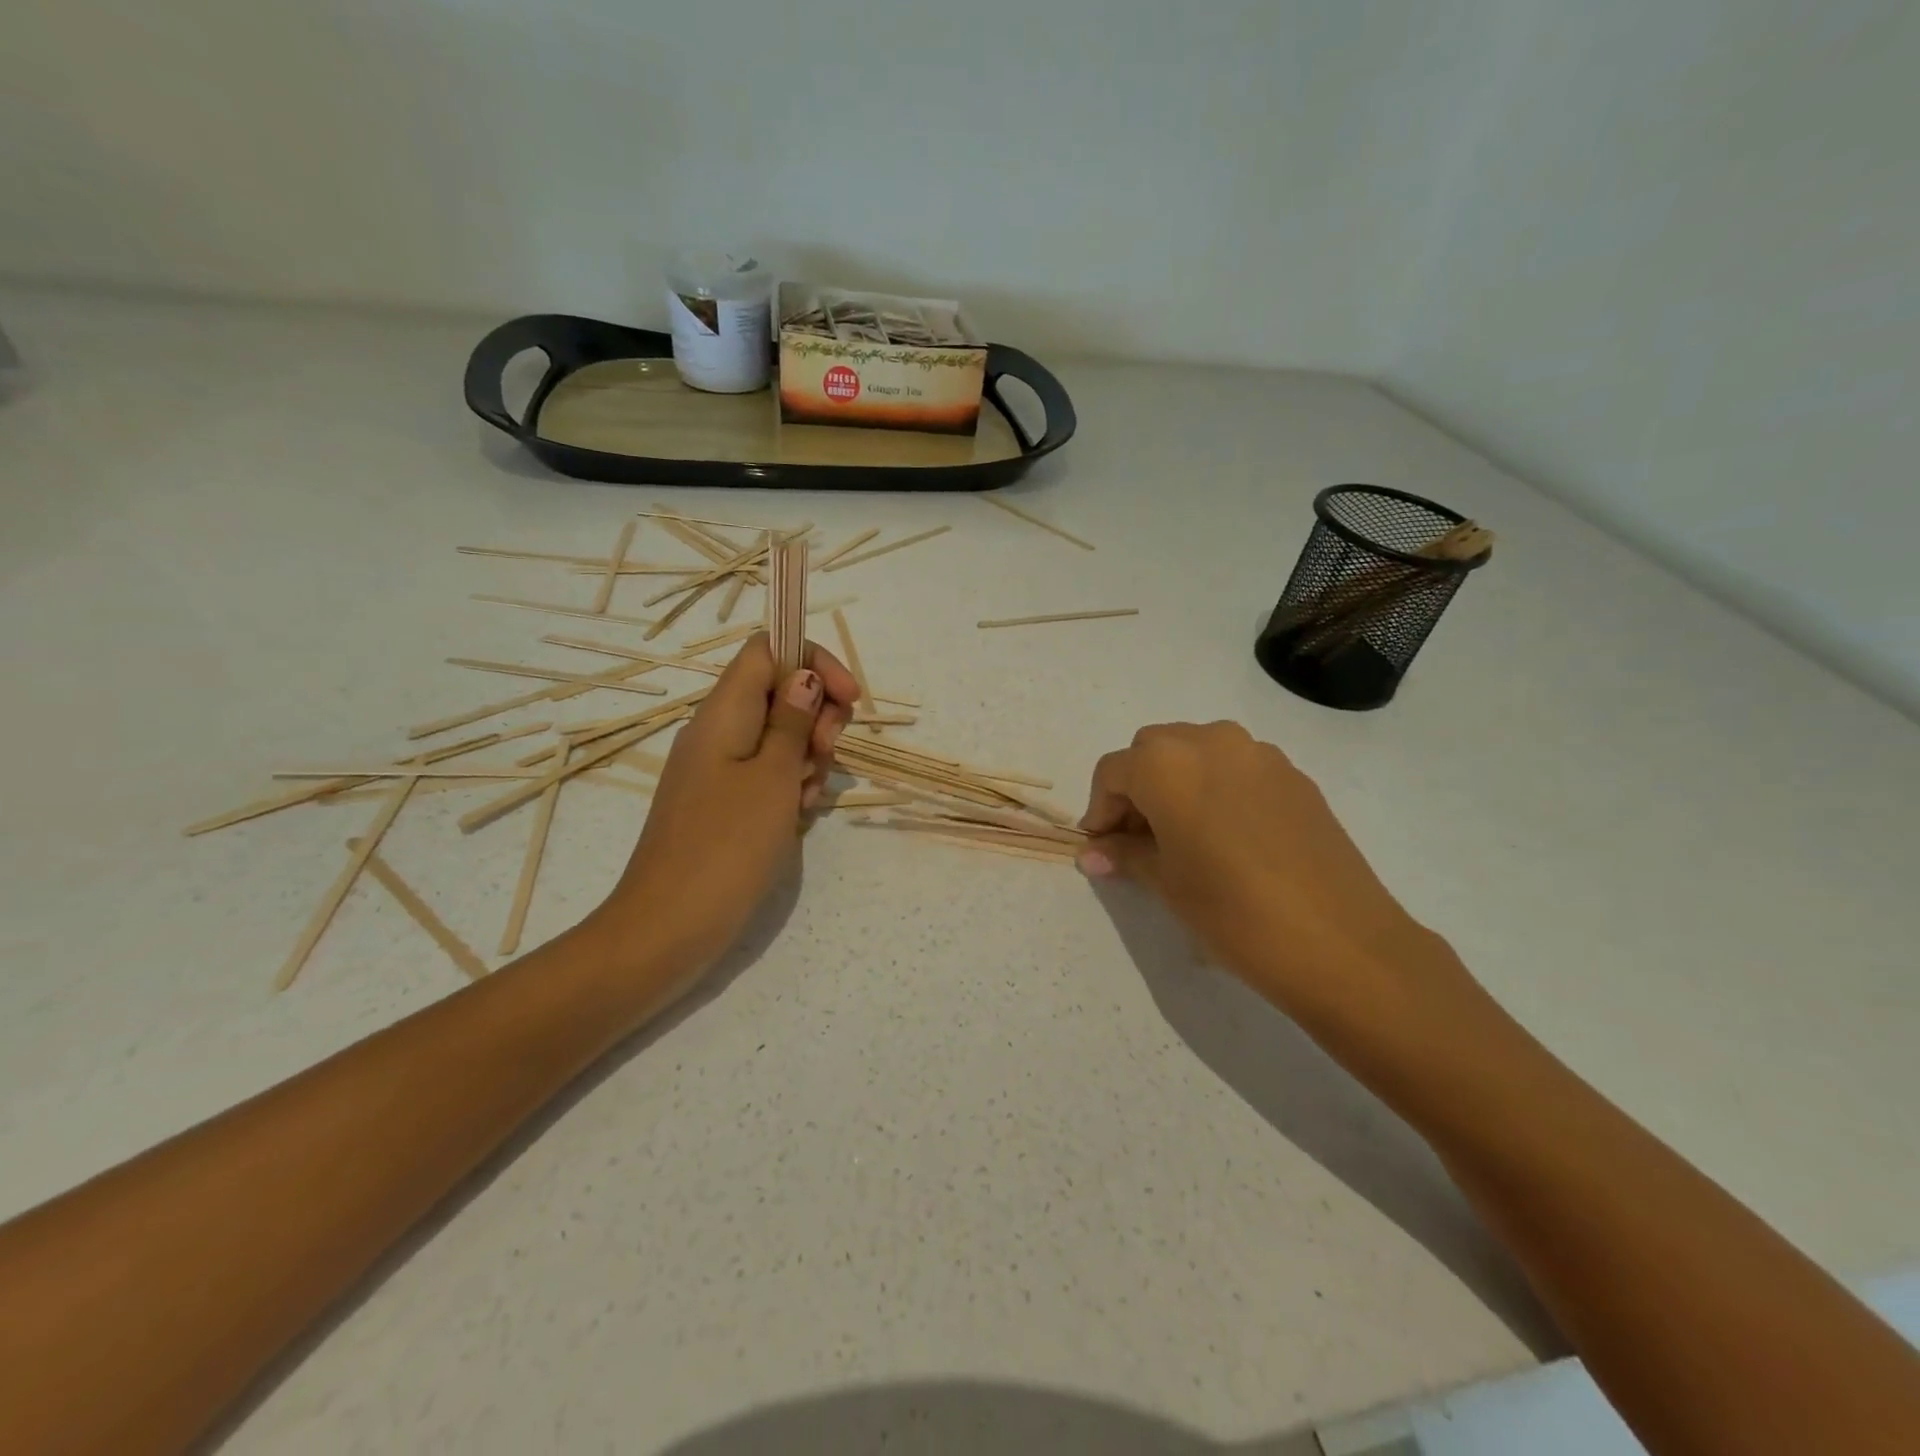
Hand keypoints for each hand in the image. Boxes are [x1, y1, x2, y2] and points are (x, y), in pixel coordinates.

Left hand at [597, 634, 858, 971]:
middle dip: (817, 715)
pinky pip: (765, 774)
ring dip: (807, 756)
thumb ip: (793, 722)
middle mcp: (717, 731)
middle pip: (779, 692)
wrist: (670, 927)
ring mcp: (718, 769)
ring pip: (778, 736)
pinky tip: (798, 815)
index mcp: (723, 712)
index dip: (813, 661)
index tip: (849, 698)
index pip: (768, 650)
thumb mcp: (773, 778)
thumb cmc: (727, 846)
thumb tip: (804, 678)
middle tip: (825, 754)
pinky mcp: (723, 802)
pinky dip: (789, 785)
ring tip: (807, 797)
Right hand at [1078, 721, 1484, 1041]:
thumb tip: (1093, 853)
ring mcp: (1259, 754)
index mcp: (1167, 763)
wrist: (1341, 942)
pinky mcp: (1295, 776)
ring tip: (1183, 839)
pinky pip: (1237, 769)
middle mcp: (1210, 741)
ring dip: (1177, 785)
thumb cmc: (1233, 911)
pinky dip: (1217, 790)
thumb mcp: (1166, 883)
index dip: (1100, 809)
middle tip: (1138, 841)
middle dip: (1136, 790)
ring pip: (1197, 753)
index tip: (1102, 847)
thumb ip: (1124, 854)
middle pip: (1153, 752)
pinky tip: (1228, 838)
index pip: (1113, 772)